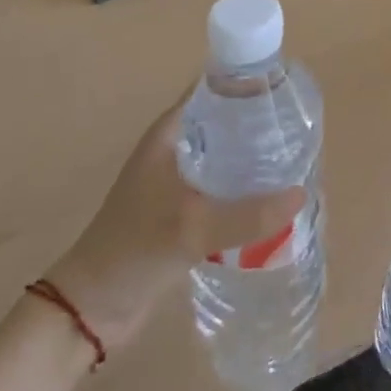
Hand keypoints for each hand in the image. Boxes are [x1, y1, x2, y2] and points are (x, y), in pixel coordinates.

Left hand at [40, 89, 304, 350]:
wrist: (90, 308)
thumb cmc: (134, 249)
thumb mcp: (193, 227)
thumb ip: (247, 214)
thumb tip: (300, 194)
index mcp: (170, 131)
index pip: (215, 88)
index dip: (249, 83)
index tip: (285, 89)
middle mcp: (175, 147)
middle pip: (225, 121)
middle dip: (259, 122)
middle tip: (299, 128)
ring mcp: (178, 179)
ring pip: (225, 155)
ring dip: (253, 158)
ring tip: (293, 160)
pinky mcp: (183, 209)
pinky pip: (222, 186)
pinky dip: (244, 187)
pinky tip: (271, 198)